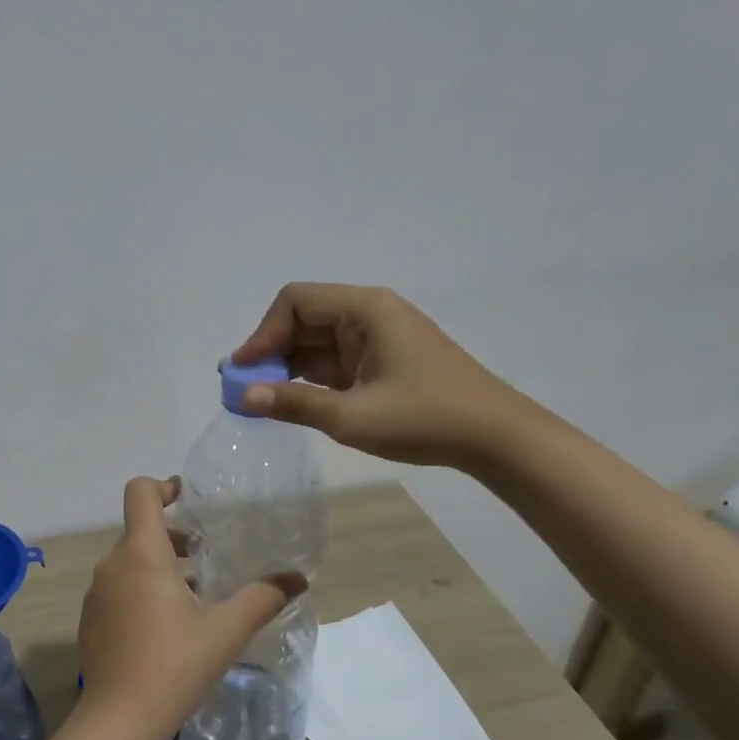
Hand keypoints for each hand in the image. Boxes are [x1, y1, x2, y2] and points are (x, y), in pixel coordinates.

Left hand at [77, 477, 305, 739]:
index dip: (163, 487)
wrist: (118, 720)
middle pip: (139, 530)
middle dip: (173, 536)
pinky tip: (165, 627)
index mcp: (142, 554)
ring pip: (129, 561)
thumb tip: (298, 578)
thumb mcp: (226, 631)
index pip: (140, 493)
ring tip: (193, 595)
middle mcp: (112, 564)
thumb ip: (262, 598)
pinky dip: (140, 591)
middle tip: (205, 557)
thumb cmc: (174, 665)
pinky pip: (117, 588)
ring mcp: (96, 593)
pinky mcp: (90, 619)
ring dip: (159, 566)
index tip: (188, 499)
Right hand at [232, 282, 536, 468]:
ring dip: (286, 366)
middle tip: (242, 387)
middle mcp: (368, 314)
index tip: (242, 370)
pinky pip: (333, 360)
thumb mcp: (352, 416)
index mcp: (365, 309)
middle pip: (303, 318)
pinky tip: (289, 400)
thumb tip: (243, 397)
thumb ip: (294, 403)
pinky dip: (308, 378)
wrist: (496, 438)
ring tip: (258, 398)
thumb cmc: (425, 418)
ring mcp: (376, 338)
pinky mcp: (381, 361)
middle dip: (269, 350)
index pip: (295, 302)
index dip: (262, 333)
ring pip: (316, 341)